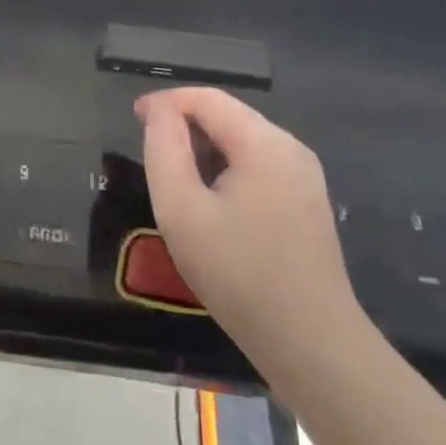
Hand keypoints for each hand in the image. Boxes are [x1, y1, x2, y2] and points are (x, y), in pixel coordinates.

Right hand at [137, 88, 362, 371]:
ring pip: (242, 141)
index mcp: (264, 142)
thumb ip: (164, 149)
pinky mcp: (307, 203)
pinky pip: (259, 166)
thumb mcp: (182, 210)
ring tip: (174, 178)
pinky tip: (210, 202)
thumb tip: (159, 111)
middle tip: (149, 151)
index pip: (206, 98)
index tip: (133, 120)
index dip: (165, 102)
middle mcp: (290, 148)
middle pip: (227, 115)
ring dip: (204, 148)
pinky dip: (227, 169)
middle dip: (184, 124)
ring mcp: (304, 176)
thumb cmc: (239, 274)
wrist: (312, 346)